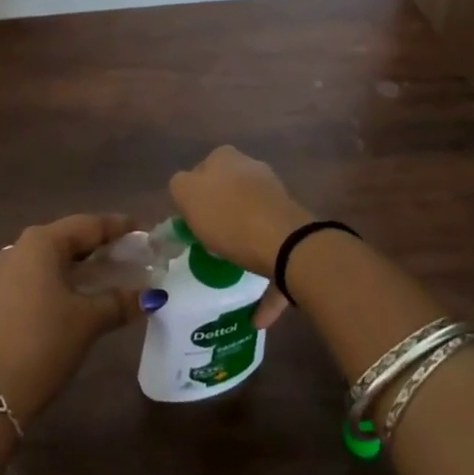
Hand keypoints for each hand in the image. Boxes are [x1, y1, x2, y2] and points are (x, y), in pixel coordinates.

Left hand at [0, 214, 145, 422]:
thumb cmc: (44, 344)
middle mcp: (20, 247)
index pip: (88, 225)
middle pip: (69, 238)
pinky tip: (80, 295)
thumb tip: (151, 295)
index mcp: (41, 243)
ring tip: (112, 275)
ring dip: (82, 265)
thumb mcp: (88, 321)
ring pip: (53, 258)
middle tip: (132, 255)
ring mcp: (5, 271)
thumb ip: (120, 301)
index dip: (118, 227)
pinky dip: (63, 279)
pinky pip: (38, 275)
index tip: (143, 230)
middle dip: (101, 246)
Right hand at [170, 146, 313, 328]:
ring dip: (243, 248)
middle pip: (230, 194)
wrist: (285, 244)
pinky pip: (274, 258)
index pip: (203, 169)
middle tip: (206, 243)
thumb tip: (186, 188)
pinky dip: (265, 283)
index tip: (189, 220)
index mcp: (227, 159)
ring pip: (253, 224)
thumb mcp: (185, 193)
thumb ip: (179, 185)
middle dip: (221, 216)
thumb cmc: (228, 215)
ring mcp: (277, 201)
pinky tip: (257, 316)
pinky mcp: (294, 232)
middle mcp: (254, 171)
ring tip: (229, 275)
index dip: (193, 194)